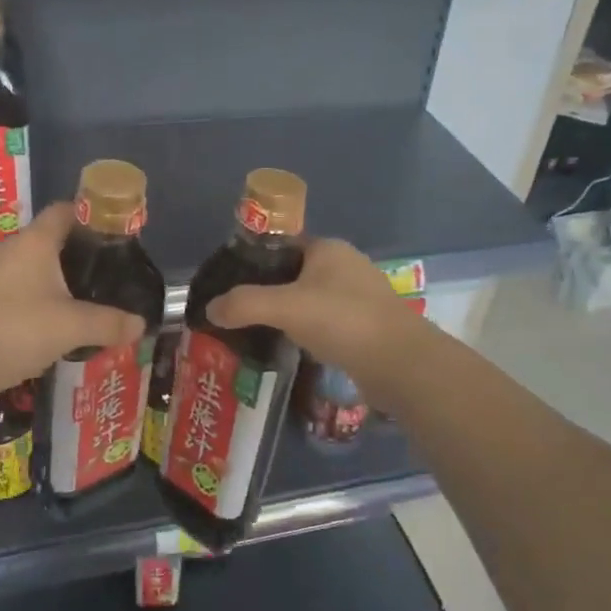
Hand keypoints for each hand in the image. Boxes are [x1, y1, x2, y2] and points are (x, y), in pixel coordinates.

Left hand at [0, 204, 144, 440]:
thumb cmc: (16, 332)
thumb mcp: (71, 329)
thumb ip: (109, 324)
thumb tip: (141, 324)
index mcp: (32, 242)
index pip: (63, 211)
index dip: (88, 216)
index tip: (109, 234)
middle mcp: (4, 247)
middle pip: (43, 239)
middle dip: (70, 255)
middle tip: (96, 276)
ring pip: (22, 265)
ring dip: (44, 279)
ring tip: (69, 304)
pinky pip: (4, 286)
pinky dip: (23, 297)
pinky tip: (35, 324)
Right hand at [207, 239, 420, 384]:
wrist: (401, 364)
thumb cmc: (343, 321)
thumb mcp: (285, 307)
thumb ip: (244, 304)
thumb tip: (210, 308)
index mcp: (328, 248)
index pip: (281, 246)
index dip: (253, 263)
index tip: (228, 285)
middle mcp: (346, 265)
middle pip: (294, 274)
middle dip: (267, 292)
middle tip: (237, 314)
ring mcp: (360, 296)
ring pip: (311, 300)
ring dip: (288, 314)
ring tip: (257, 333)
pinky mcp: (367, 326)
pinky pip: (326, 323)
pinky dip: (307, 332)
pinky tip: (290, 348)